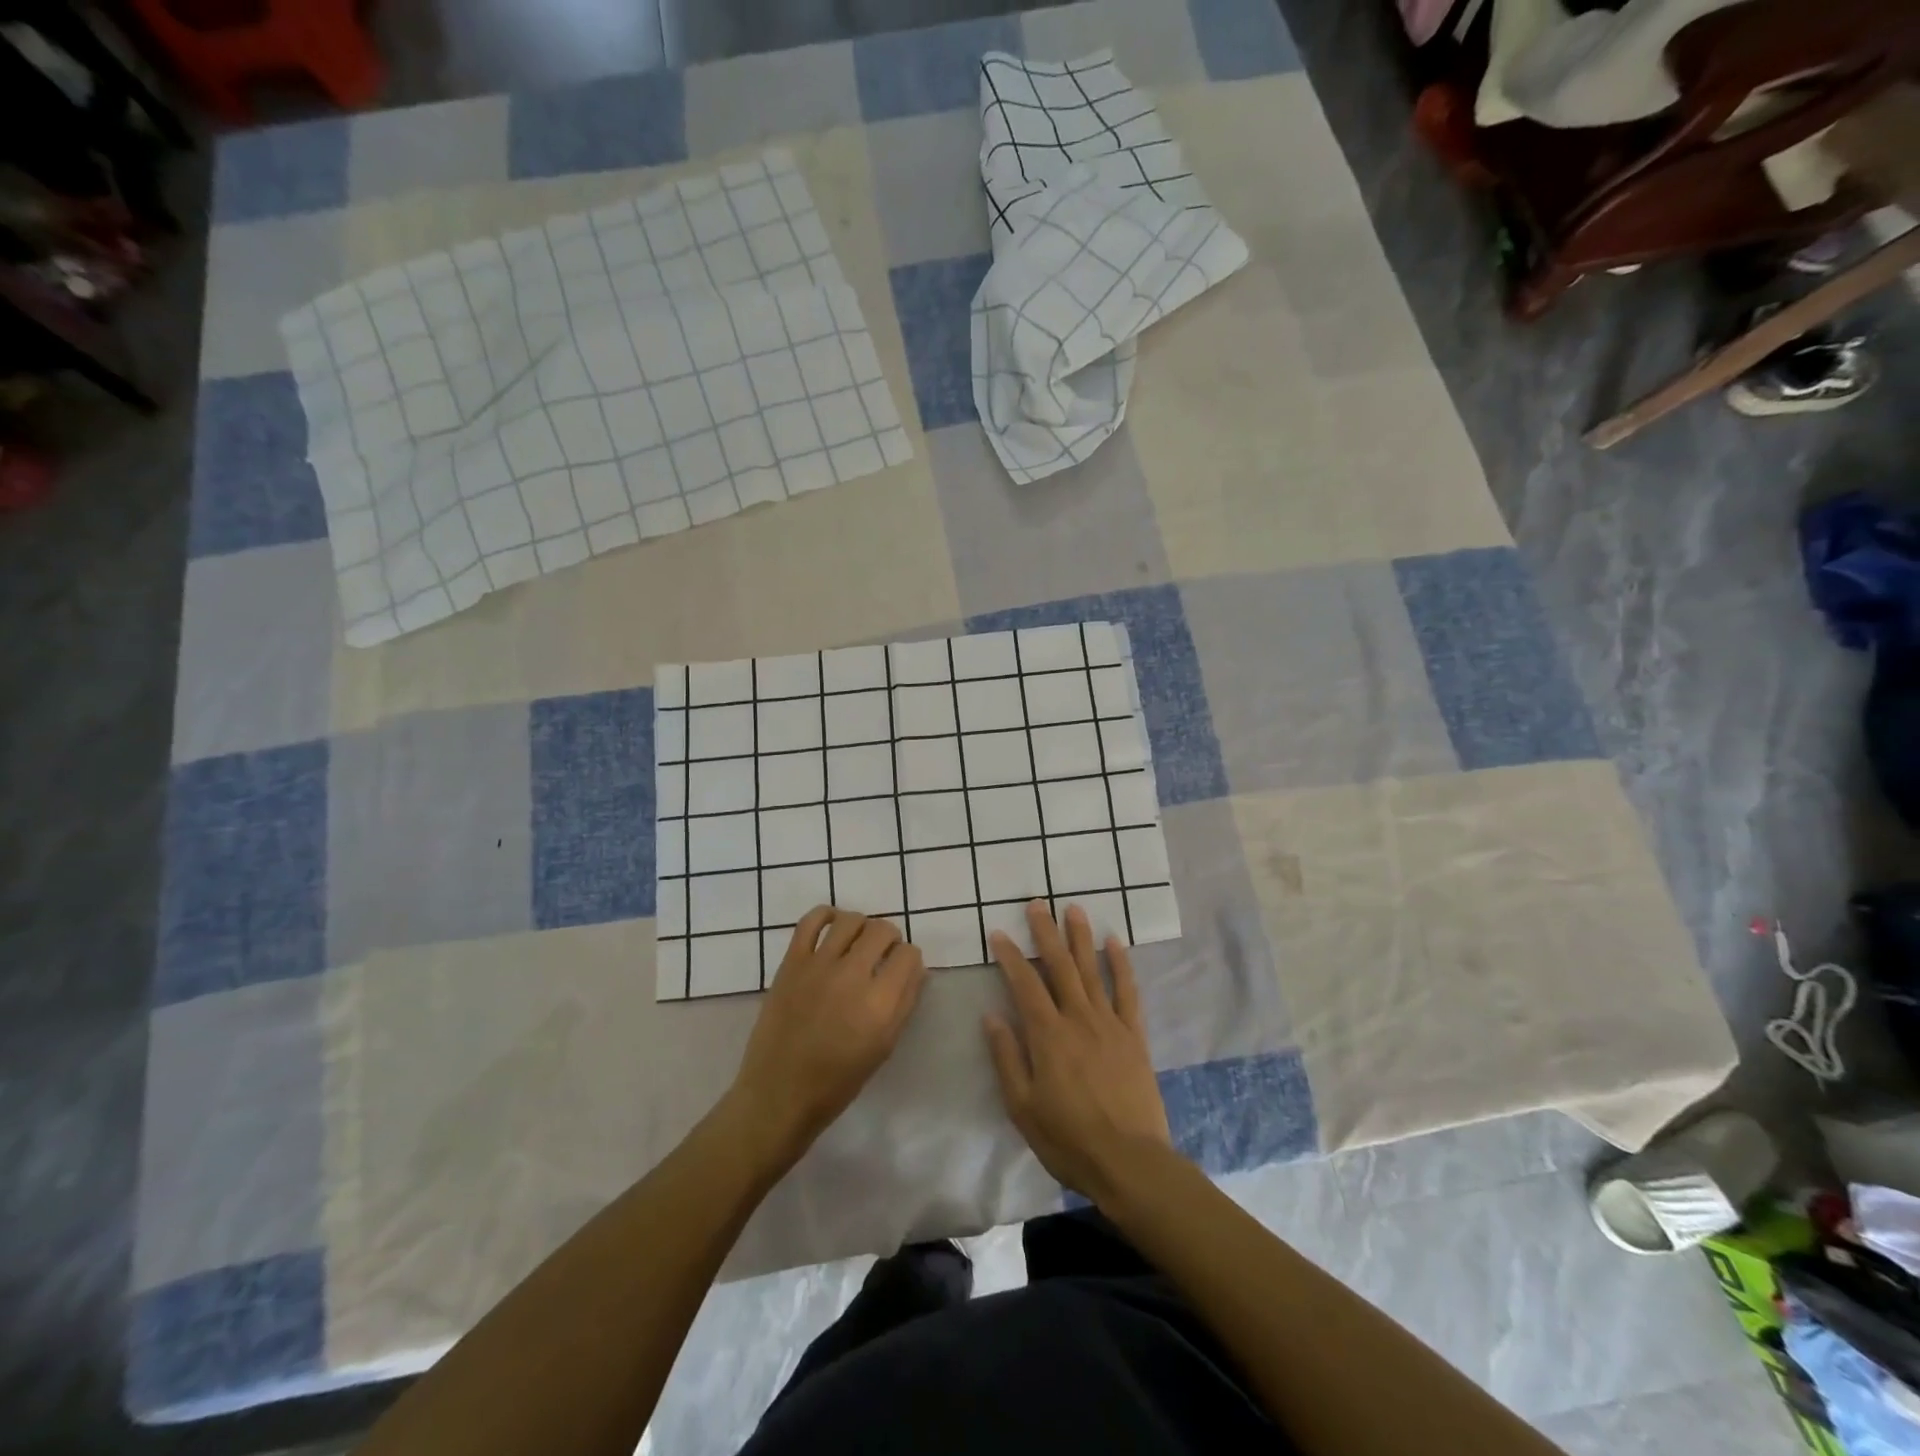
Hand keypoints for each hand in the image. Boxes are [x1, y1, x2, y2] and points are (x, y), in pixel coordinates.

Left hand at [729, 906, 927, 1163]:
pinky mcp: (791, 962)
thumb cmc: (838, 1081)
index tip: (901, 969)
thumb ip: (904, 1003)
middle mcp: (852, 976)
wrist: (779, 1093)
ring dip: (862, 926)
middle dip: (889, 939)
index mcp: (879, 1004)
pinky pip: (811, 921)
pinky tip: (832, 927)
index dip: (909, 960)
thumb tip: (914, 969)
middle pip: (883, 929)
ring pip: (851, 919)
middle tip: (881, 956)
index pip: (909, 955)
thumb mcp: (884, 1047)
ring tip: (857, 943)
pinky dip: (825, 915)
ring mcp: (818, 965)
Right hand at [983, 901, 1172, 1203]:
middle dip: (1046, 933)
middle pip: (1060, 967)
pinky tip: (1114, 942)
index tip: (1000, 933)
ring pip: (1092, 971)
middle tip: (1037, 904)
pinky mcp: (1133, 1035)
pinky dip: (1121, 965)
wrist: (1129, 1161)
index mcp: (1048, 1036)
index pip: (1025, 985)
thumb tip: (992, 1016)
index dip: (1010, 957)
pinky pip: (1127, 992)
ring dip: (1080, 938)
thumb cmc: (1068, 1138)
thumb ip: (1007, 1057)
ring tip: (1073, 909)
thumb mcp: (1022, 1107)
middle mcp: (1078, 1019)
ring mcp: (1109, 1024)